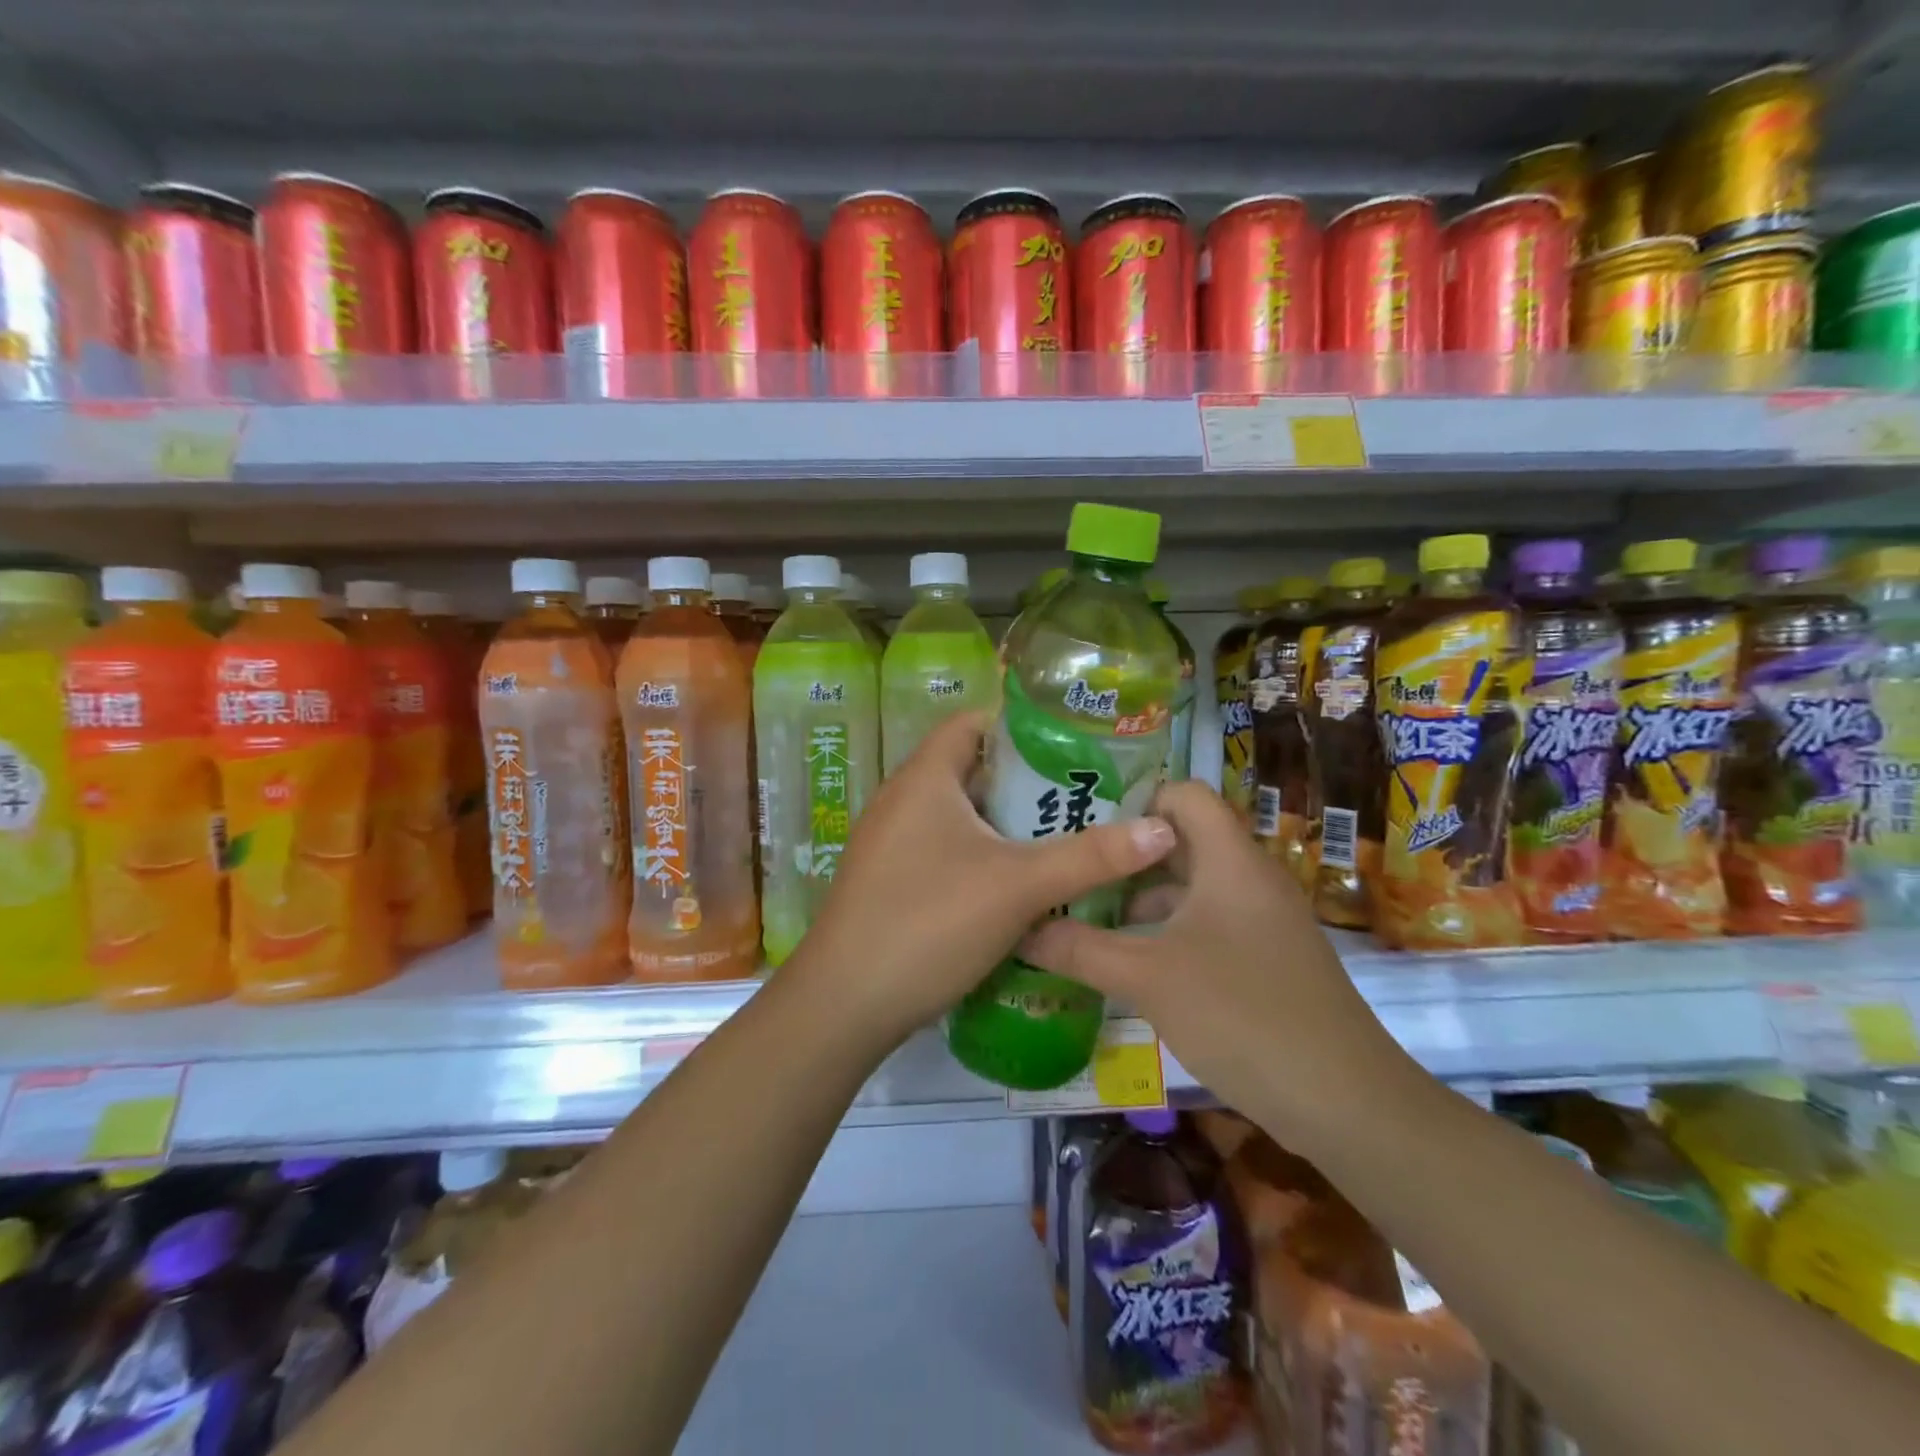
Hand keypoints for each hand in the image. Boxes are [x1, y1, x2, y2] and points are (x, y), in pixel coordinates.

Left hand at [783, 712, 1177, 1048]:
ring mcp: (893, 843)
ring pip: (963, 816)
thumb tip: (1163, 828)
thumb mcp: (1018, 885)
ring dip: (1010, 824)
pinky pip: (948, 850)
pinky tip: (1024, 885)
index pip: (975, 722)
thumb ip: (1091, 856)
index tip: (1077, 742)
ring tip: (1068, 837)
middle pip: (974, 770)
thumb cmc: (928, 923)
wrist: (843, 1005)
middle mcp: (903, 800)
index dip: (1024, 724)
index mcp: (924, 778)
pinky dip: (986, 856)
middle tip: (1087, 796)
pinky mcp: (892, 880)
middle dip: (1030, 781)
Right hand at [1019, 781, 1424, 1153]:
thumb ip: (1079, 949)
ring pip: (1194, 887)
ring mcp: (1264, 920)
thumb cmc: (1241, 1015)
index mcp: (1230, 859)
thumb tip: (1021, 928)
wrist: (1344, 1101)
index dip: (1135, 802)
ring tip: (1087, 919)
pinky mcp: (1269, 958)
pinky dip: (1169, 931)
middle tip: (1071, 873)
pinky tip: (1133, 964)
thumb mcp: (1146, 978)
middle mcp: (1251, 877)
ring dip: (1143, 899)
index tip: (1084, 830)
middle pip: (1182, 841)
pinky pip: (1210, 923)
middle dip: (1126, 857)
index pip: (1183, 794)